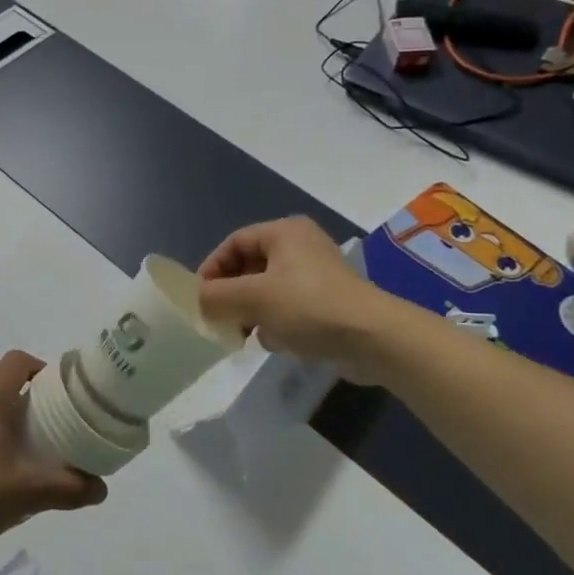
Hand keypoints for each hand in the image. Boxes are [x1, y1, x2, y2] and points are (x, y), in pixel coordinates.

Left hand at [0, 351, 107, 558]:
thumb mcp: (28, 494)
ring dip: (1, 424)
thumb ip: (69, 489)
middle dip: (27, 404)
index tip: (59, 396)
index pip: (18, 361)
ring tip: (18, 459)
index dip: (42, 369)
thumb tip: (101, 490)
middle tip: (47, 434)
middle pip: (1, 386)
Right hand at [198, 218, 390, 383]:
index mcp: (284, 232)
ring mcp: (316, 274)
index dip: (212, 268)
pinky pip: (288, 305)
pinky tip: (277, 341)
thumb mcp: (252, 298)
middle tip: (219, 319)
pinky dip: (276, 321)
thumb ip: (216, 296)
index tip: (200, 298)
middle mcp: (301, 246)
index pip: (234, 242)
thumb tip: (199, 301)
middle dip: (231, 295)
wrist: (373, 338)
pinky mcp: (328, 300)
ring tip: (246, 334)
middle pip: (249, 266)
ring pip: (267, 289)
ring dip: (252, 311)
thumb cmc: (308, 307)